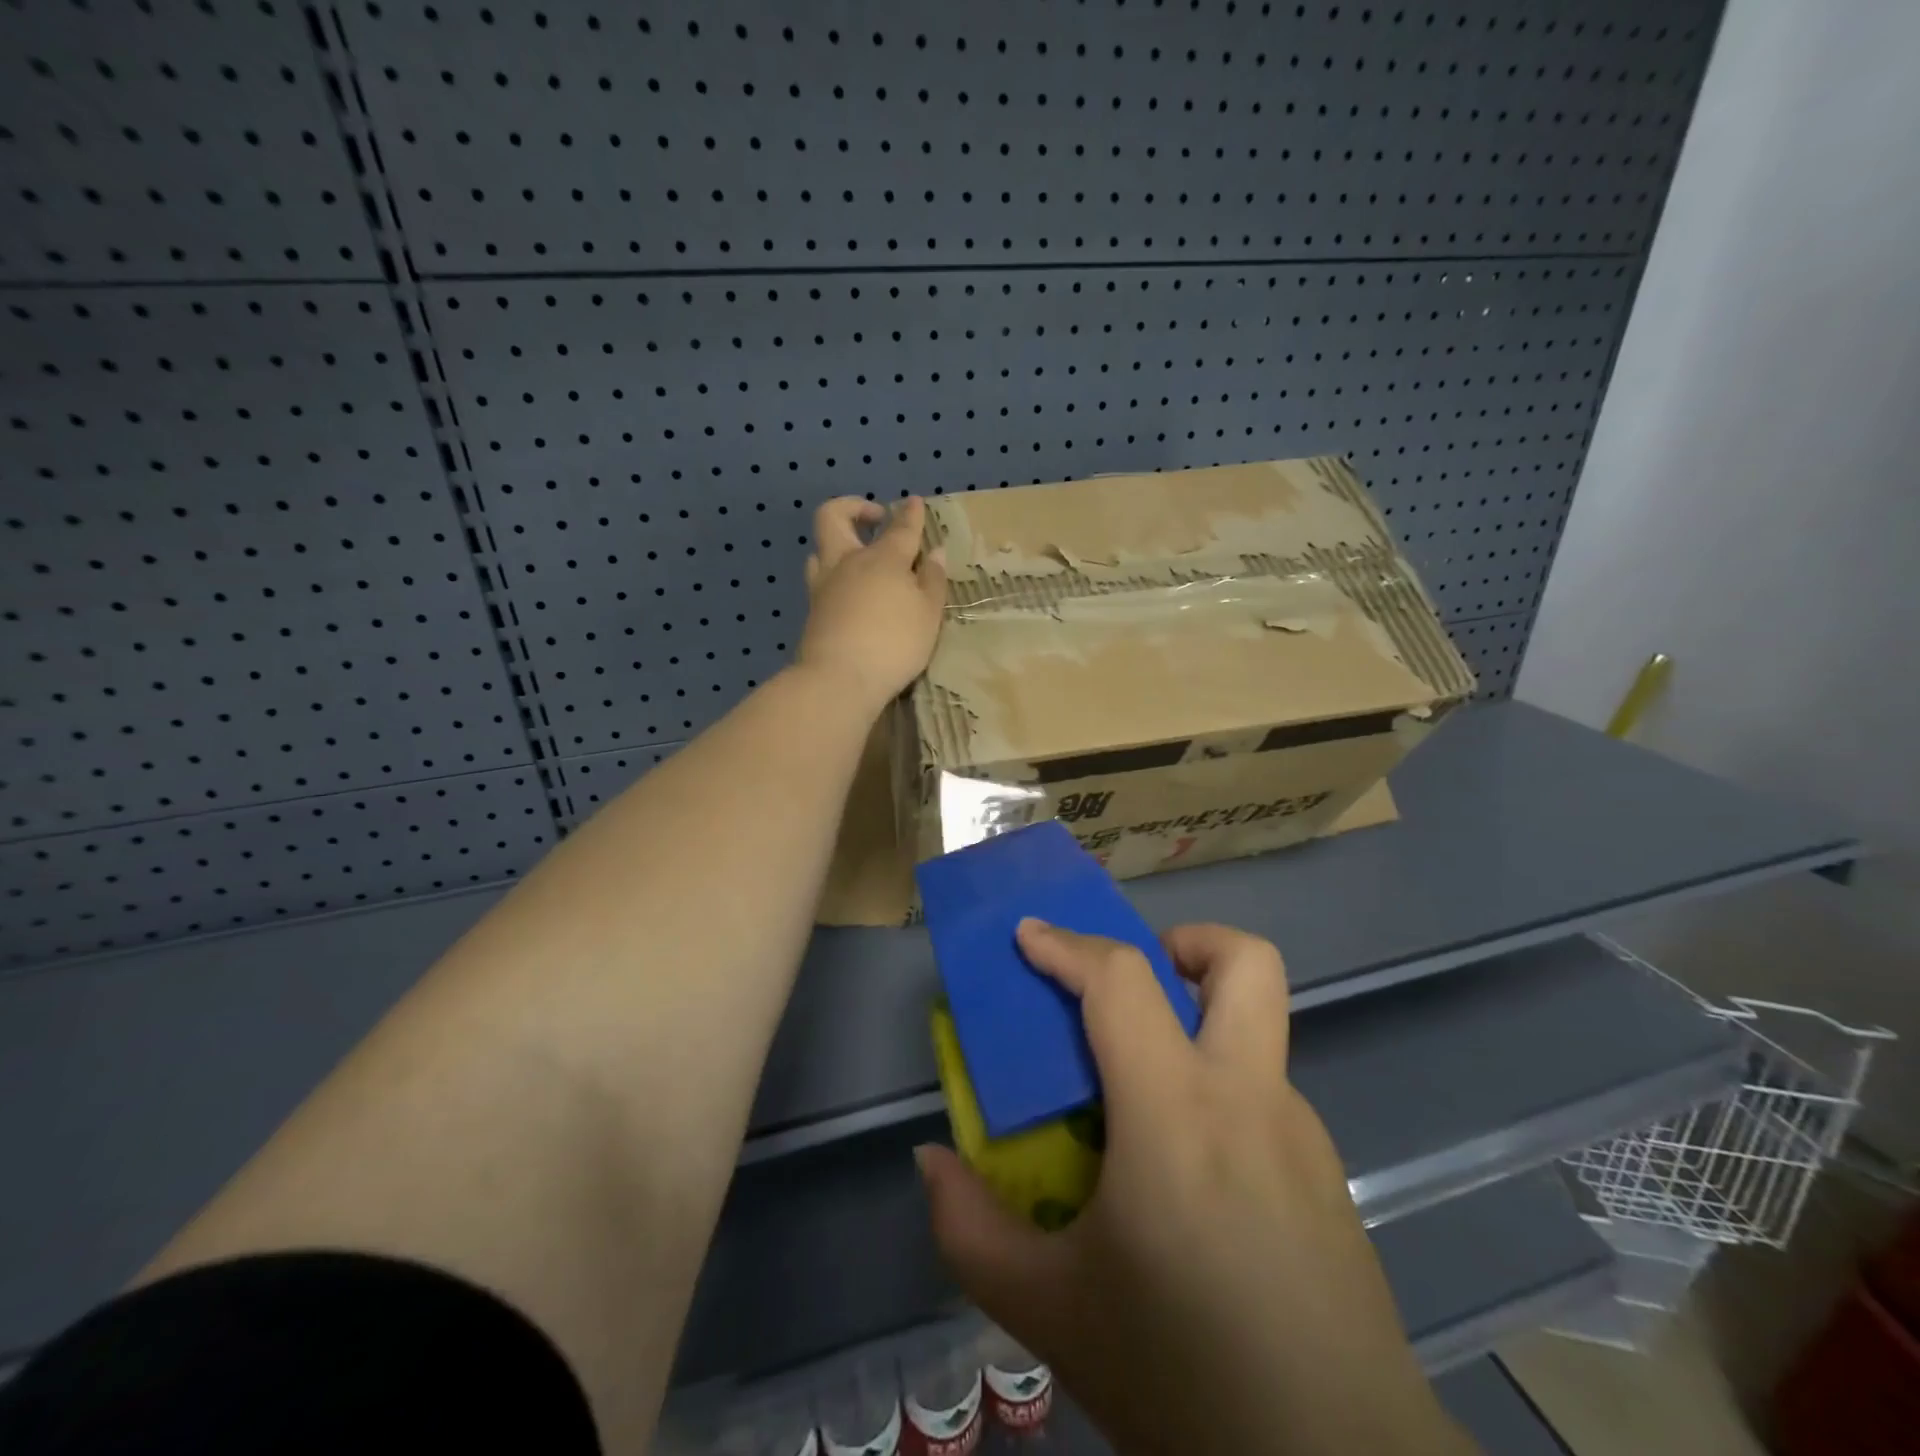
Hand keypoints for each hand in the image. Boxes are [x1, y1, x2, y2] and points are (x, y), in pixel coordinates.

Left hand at [798, 496, 946, 710]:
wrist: (839, 679)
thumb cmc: (894, 644)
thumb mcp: (928, 615)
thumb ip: (933, 581)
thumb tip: (934, 552)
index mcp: (883, 558)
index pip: (900, 527)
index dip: (910, 513)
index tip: (915, 502)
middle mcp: (848, 562)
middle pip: (833, 517)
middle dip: (853, 508)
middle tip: (875, 519)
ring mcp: (824, 585)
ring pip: (819, 548)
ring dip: (837, 543)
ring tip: (856, 556)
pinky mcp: (813, 610)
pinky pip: (819, 578)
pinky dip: (834, 575)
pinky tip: (848, 591)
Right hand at [917, 921, 1476, 1455]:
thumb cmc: (1184, 1379)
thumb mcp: (1051, 1311)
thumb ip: (972, 1230)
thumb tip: (932, 1162)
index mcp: (1175, 1112)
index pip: (1121, 981)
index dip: (1067, 944)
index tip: (1028, 936)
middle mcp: (1248, 1097)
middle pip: (1245, 962)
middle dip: (1184, 942)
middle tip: (1128, 986)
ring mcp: (1302, 1132)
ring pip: (1259, 1024)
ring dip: (1198, 1017)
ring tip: (1141, 1083)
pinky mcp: (1328, 1174)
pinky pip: (1264, 1090)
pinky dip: (1216, 1086)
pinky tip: (1187, 1169)